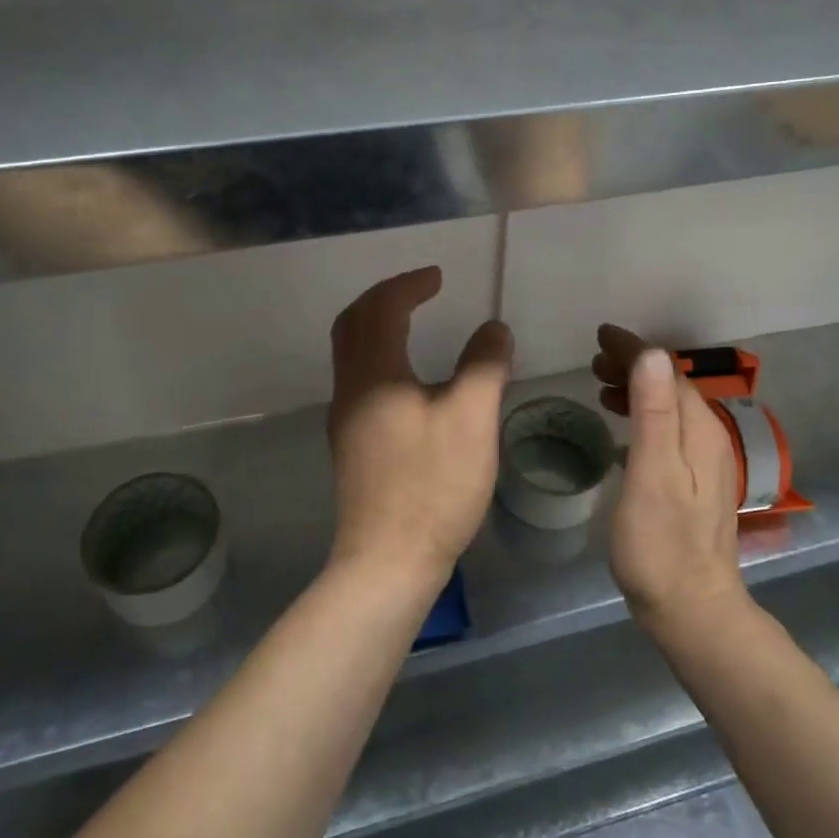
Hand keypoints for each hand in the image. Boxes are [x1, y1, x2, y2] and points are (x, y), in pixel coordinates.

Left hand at [327, 268, 513, 588]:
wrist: (387, 560)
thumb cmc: (432, 485)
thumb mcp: (471, 418)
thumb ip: (483, 365)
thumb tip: (492, 329)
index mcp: (374, 373)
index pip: (381, 308)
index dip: (408, 285)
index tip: (439, 277)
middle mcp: (349, 389)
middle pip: (352, 323)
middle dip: (384, 297)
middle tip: (421, 289)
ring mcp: (345, 418)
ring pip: (351, 352)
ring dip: (377, 325)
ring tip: (414, 320)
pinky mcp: (351, 444)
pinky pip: (359, 378)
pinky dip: (379, 355)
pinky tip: (409, 376)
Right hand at [593, 325, 745, 626]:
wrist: (692, 609)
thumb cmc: (661, 543)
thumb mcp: (652, 473)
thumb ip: (654, 413)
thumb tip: (651, 354)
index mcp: (699, 430)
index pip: (667, 371)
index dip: (634, 349)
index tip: (600, 335)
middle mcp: (709, 438)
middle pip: (670, 386)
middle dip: (634, 366)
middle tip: (593, 363)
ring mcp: (704, 463)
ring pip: (669, 408)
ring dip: (637, 390)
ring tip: (601, 387)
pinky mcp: (694, 483)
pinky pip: (668, 430)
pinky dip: (643, 416)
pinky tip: (623, 428)